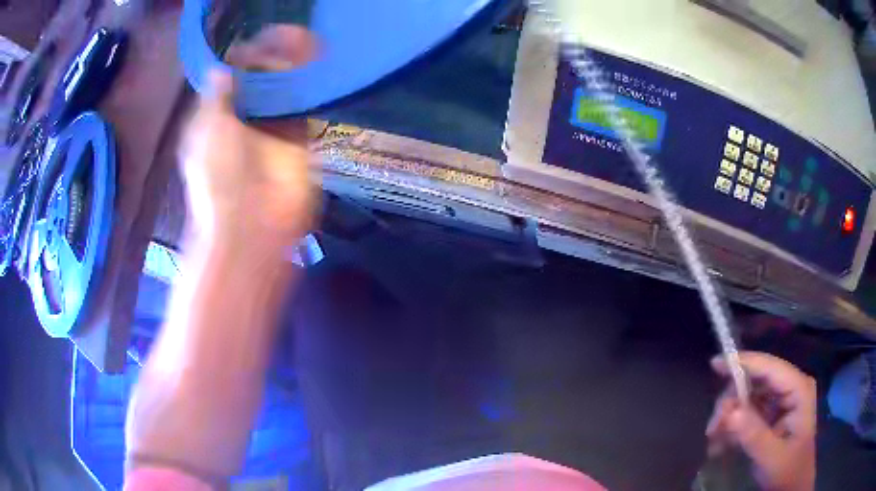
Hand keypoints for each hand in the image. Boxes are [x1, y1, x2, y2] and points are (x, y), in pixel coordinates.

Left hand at [180, 25, 317, 246]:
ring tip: (306, 40)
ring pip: (284, 88)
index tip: (256, 39)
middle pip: (260, 80)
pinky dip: (309, 85)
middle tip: (288, 34)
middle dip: (272, 55)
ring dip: (293, 65)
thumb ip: (215, 99)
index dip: (242, 57)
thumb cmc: (217, 180)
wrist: (252, 226)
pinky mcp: (299, 138)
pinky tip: (316, 64)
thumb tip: (223, 68)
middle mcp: (245, 118)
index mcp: (217, 118)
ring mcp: (272, 128)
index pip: (231, 78)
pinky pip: (304, 106)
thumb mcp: (206, 134)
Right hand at [707, 352, 815, 490]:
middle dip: (732, 402)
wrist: (793, 485)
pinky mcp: (772, 414)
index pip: (770, 367)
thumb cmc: (788, 470)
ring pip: (749, 396)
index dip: (743, 363)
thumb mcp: (771, 457)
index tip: (715, 363)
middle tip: (713, 429)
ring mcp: (781, 400)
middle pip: (756, 381)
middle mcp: (790, 388)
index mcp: (798, 389)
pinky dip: (733, 426)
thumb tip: (730, 412)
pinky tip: (721, 444)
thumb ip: (754, 435)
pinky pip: (748, 412)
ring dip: (729, 417)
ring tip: (714, 440)